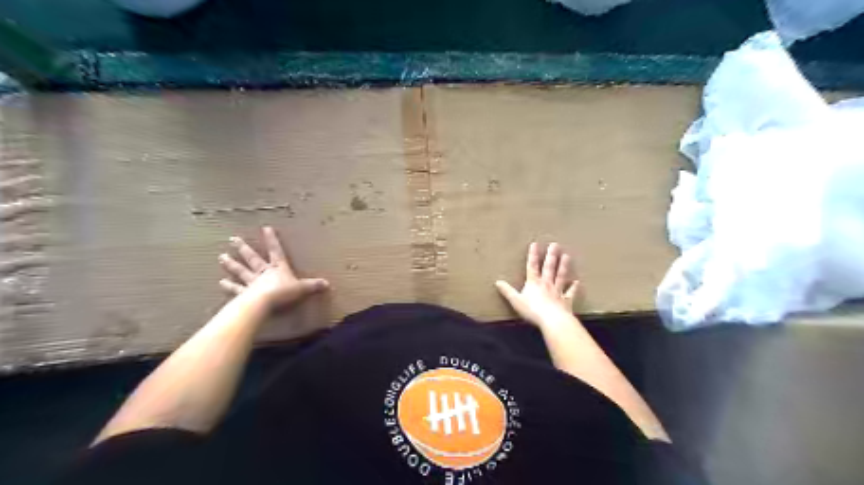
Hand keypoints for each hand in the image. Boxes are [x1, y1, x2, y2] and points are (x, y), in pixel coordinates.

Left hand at [220, 227, 330, 309]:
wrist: (264, 304)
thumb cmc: (283, 293)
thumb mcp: (302, 289)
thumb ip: (313, 286)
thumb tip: (327, 284)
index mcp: (278, 268)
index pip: (275, 251)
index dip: (272, 240)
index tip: (265, 228)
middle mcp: (263, 273)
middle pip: (253, 258)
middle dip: (244, 249)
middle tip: (233, 239)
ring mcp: (252, 282)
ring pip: (241, 271)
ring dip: (232, 264)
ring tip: (222, 256)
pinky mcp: (244, 294)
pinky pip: (236, 289)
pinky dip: (229, 286)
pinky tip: (221, 282)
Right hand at [492, 244, 579, 327]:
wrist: (552, 320)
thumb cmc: (532, 310)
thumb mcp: (515, 300)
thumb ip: (507, 291)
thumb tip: (497, 282)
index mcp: (533, 283)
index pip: (532, 266)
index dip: (533, 255)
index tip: (535, 244)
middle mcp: (546, 284)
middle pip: (549, 267)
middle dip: (551, 256)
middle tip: (555, 245)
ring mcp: (557, 291)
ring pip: (560, 276)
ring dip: (563, 266)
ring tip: (566, 256)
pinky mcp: (566, 301)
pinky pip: (570, 292)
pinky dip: (574, 287)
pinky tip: (577, 282)